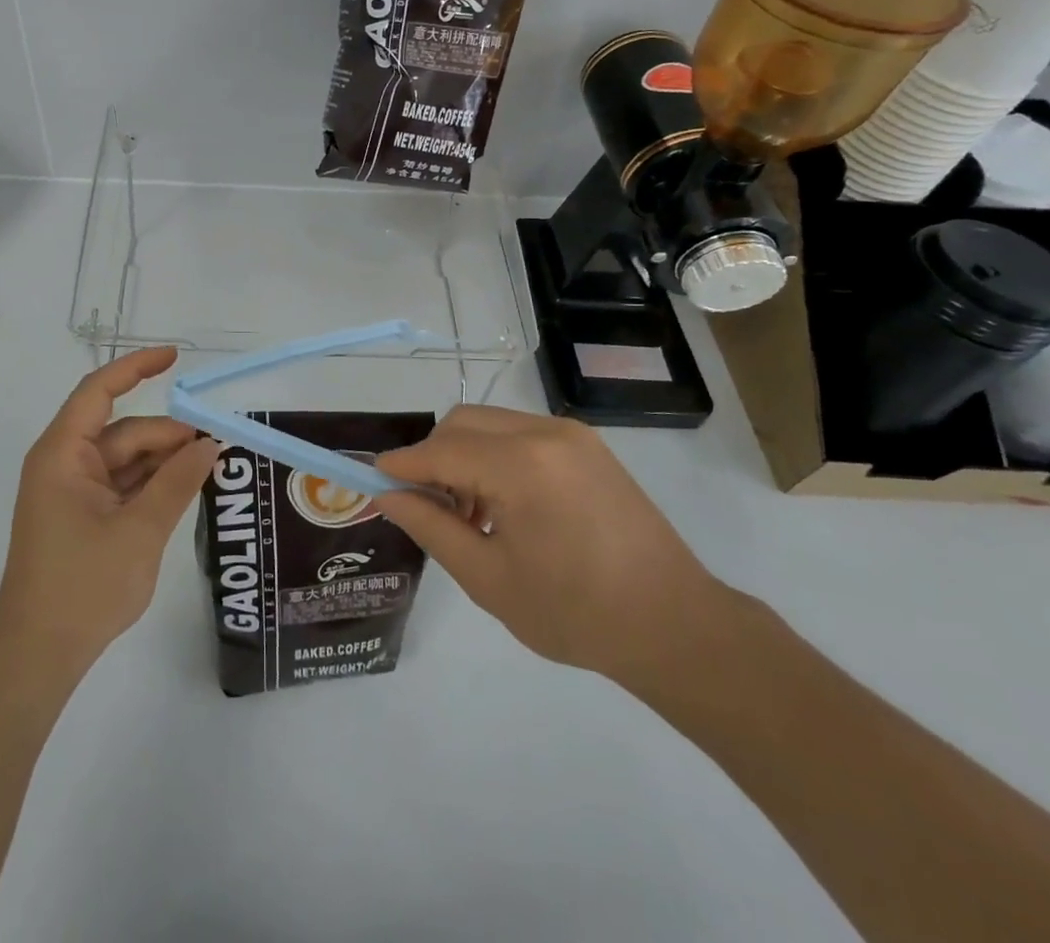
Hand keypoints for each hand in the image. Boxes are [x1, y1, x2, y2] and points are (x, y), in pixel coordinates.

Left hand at [0, 348, 217, 677]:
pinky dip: (151, 485)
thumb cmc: (82, 586)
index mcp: (63, 454)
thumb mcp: (140, 530)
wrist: (37, 656)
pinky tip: (183, 491)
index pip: (99, 390)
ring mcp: (71, 492)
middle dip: (168, 436)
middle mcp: (63, 464)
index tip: (176, 357)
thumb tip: (210, 445)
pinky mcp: (80, 517)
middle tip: (216, 447)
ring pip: (125, 460)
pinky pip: (121, 485)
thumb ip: (178, 482)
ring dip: (163, 462)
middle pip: (122, 431)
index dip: (137, 367)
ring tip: (208, 470)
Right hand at [373, 405, 725, 684]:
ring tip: (471, 514)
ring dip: (464, 455)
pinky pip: (520, 433)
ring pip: (490, 424)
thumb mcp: (488, 578)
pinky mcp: (588, 445)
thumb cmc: (576, 613)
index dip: (402, 465)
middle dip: (433, 457)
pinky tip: (505, 504)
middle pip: (462, 424)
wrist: (676, 626)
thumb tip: (387, 495)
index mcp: (521, 464)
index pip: (439, 451)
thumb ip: (431, 527)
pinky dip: (496, 456)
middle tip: (428, 507)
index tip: (373, 480)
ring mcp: (571, 434)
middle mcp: (544, 432)